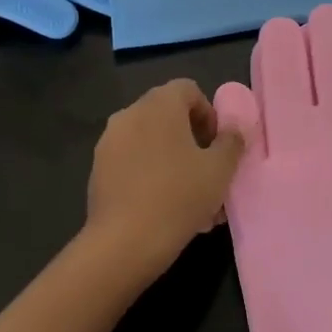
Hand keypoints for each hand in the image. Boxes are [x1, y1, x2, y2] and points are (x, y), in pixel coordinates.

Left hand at [85, 79, 244, 283]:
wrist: (124, 242)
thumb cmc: (179, 196)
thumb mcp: (219, 170)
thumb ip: (231, 142)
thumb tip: (234, 129)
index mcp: (159, 104)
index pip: (188, 90)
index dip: (208, 114)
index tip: (218, 146)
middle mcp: (130, 113)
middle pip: (168, 116)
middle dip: (192, 141)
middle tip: (208, 173)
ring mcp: (109, 141)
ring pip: (150, 143)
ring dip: (173, 162)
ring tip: (192, 201)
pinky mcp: (98, 170)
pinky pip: (132, 163)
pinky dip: (150, 176)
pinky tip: (165, 210)